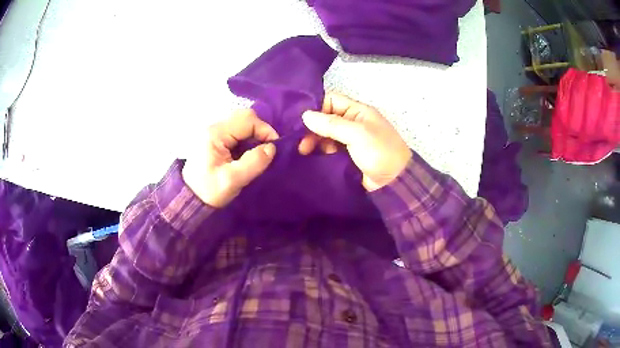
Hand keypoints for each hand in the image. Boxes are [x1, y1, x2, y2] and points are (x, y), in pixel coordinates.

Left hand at [182, 109, 278, 207]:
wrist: (190, 199)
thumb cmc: (208, 191)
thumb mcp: (232, 180)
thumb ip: (253, 163)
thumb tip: (272, 148)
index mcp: (216, 134)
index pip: (247, 120)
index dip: (265, 131)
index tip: (274, 149)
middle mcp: (214, 127)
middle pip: (245, 117)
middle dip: (260, 131)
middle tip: (267, 150)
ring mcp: (214, 132)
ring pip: (241, 123)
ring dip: (254, 135)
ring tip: (259, 153)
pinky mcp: (215, 139)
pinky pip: (236, 131)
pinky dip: (247, 139)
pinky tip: (248, 154)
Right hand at [299, 93, 410, 190]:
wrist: (394, 181)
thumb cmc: (379, 152)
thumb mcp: (357, 134)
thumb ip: (332, 124)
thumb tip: (306, 115)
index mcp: (358, 111)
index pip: (331, 100)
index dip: (315, 108)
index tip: (301, 121)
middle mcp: (352, 122)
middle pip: (326, 118)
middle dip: (312, 128)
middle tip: (301, 143)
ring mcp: (349, 139)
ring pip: (326, 134)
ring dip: (314, 140)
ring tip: (304, 151)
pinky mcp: (346, 155)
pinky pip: (329, 148)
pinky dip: (320, 151)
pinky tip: (310, 156)